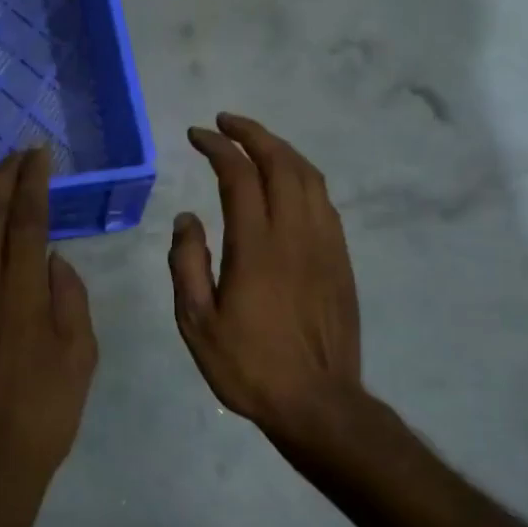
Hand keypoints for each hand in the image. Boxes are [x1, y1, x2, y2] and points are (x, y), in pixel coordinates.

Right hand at [168, 114, 364, 450]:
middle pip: (281, 164)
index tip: (197, 135)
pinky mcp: (341, 260)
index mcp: (256, 247)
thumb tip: (187, 218)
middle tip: (226, 123)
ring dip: (281, 150)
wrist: (318, 403)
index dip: (218, 148)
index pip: (239, 176)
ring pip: (309, 178)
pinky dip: (303, 178)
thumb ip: (186, 263)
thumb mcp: (196, 322)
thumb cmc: (248, 365)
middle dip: (253, 134)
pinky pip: (324, 202)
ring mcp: (325, 245)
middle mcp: (295, 235)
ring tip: (255, 142)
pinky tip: (287, 183)